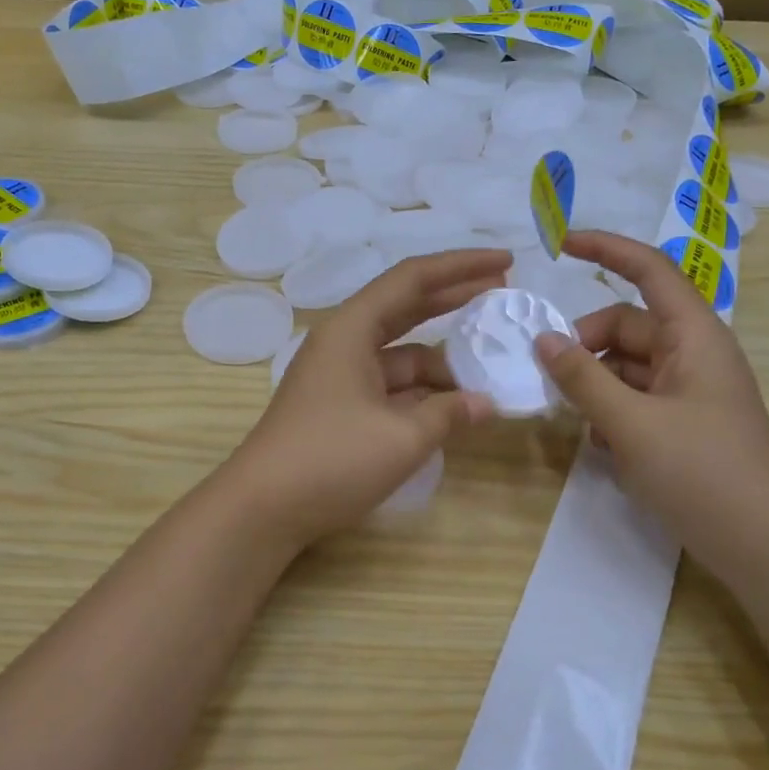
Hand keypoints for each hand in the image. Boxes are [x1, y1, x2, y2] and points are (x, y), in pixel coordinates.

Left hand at [224, 249, 508, 547]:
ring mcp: (340, 376)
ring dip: (442, 360)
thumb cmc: (331, 459)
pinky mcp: (340, 407)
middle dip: (454, 299)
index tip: (505, 261)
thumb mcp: (402, 437)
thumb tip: (485, 404)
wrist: (263, 508)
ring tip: (489, 370)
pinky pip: (390, 386)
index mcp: (351, 329)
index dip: (461, 266)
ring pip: (401, 354)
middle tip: (503, 292)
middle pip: (406, 307)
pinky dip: (422, 392)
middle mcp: (344, 342)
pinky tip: (454, 406)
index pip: (412, 278)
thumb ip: (449, 413)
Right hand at [534, 231, 768, 571]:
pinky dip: (611, 410)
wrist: (762, 546)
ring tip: (576, 421)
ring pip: (626, 364)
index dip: (606, 250)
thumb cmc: (702, 473)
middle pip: (626, 325)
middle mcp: (693, 353)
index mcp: (694, 336)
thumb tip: (542, 339)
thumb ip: (582, 378)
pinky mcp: (684, 420)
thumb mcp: (631, 424)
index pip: (649, 270)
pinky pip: (636, 396)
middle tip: (549, 378)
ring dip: (594, 383)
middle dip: (584, 343)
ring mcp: (690, 389)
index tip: (560, 244)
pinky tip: (603, 446)